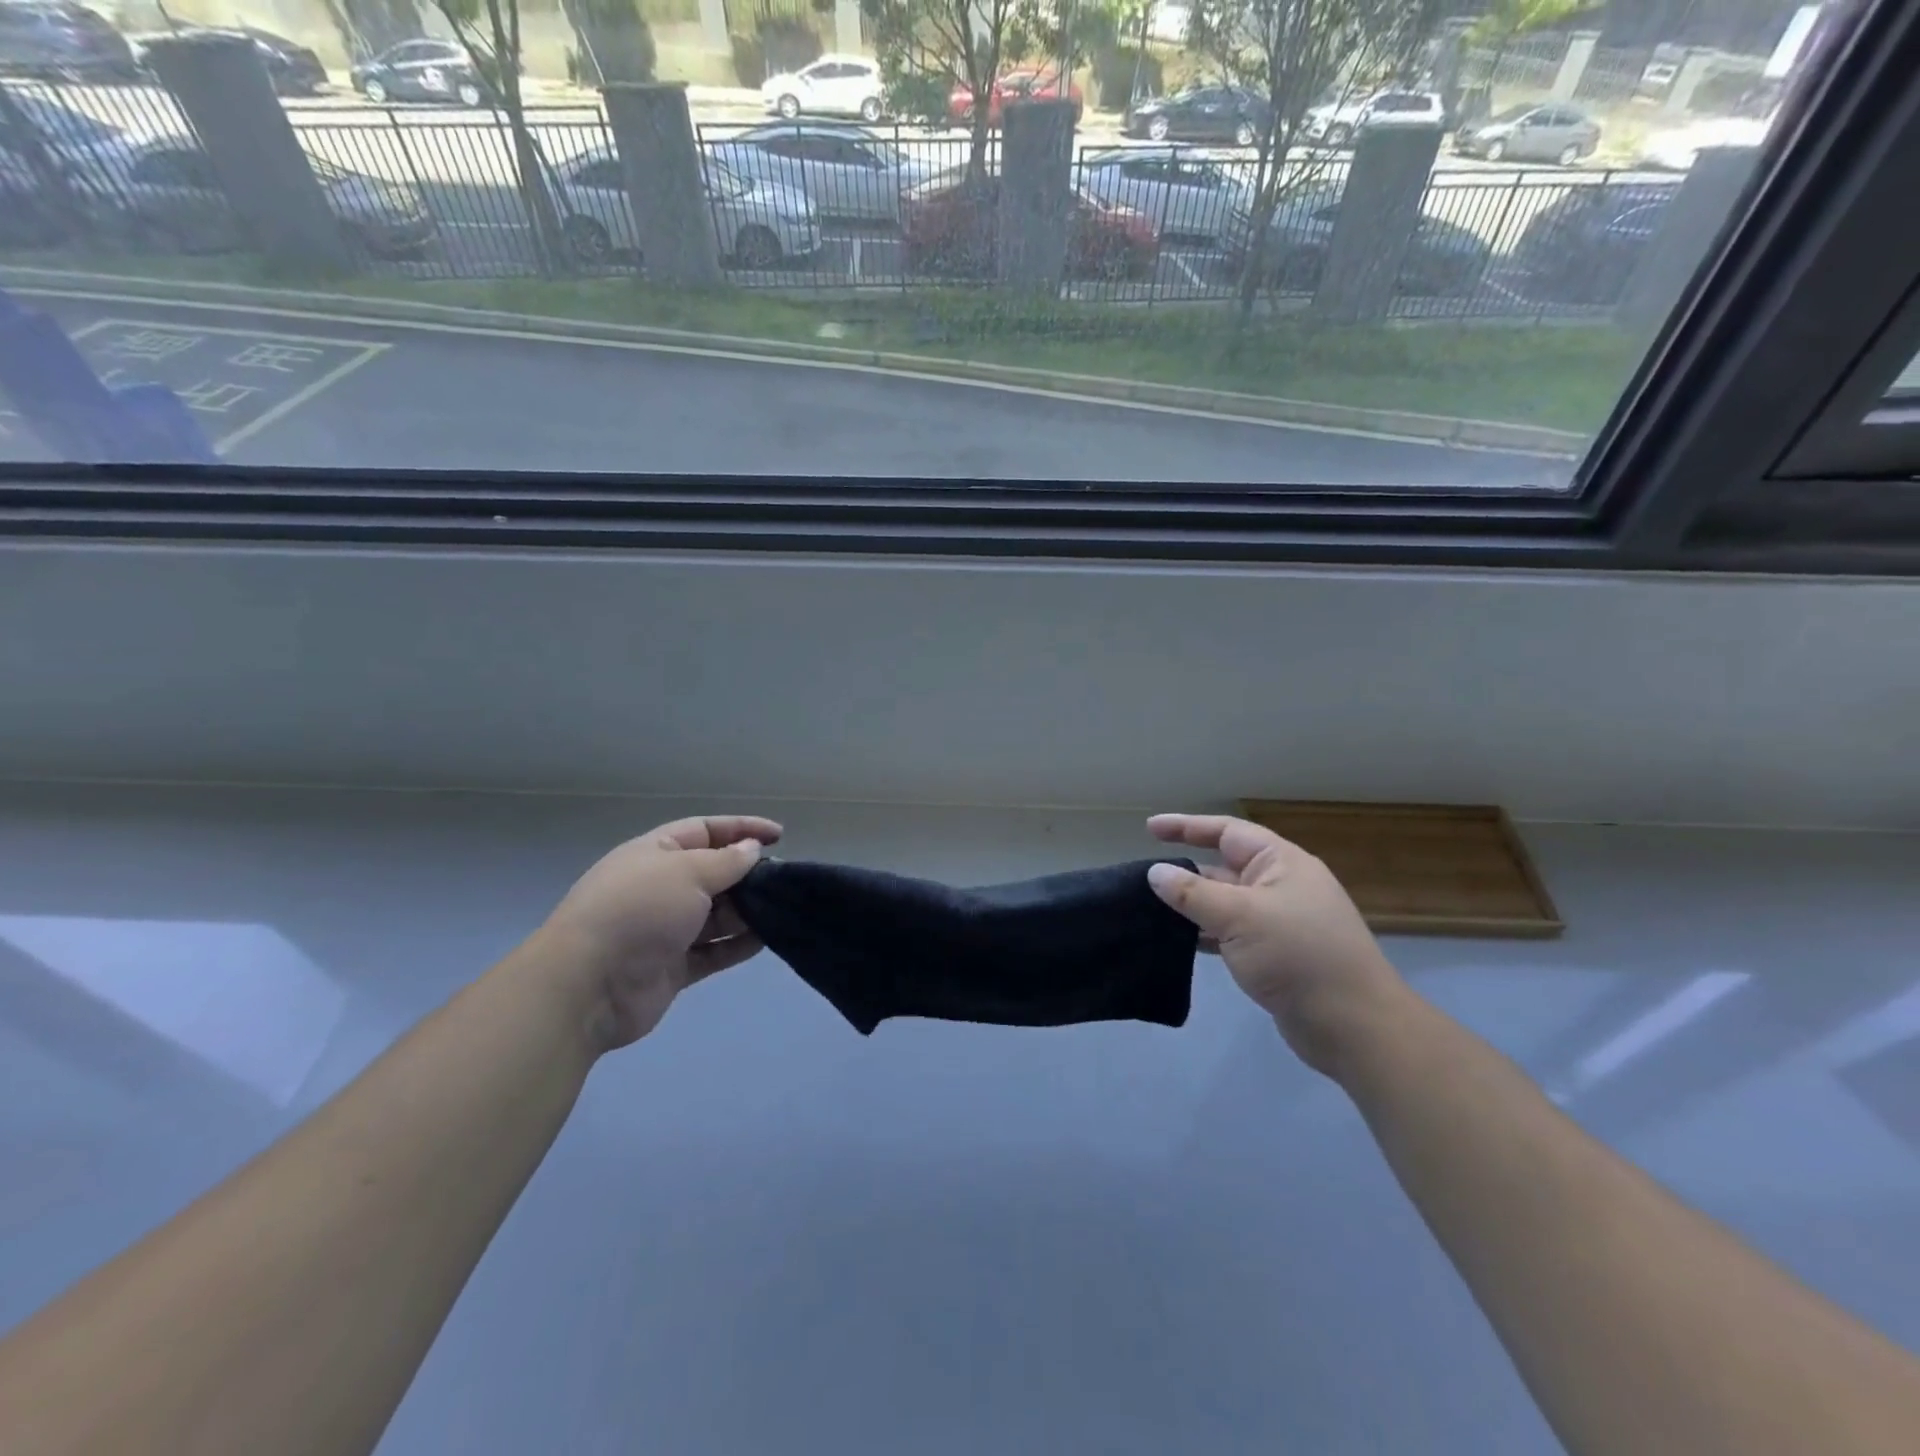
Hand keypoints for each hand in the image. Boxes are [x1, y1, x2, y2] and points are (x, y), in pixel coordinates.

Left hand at [542, 814, 782, 1049]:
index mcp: (655, 853)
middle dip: (748, 874)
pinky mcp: (673, 967)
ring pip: (717, 914)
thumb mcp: (687, 872)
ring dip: (748, 911)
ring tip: (782, 908)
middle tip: (784, 879)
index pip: (705, 830)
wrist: (588, 985)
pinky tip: (767, 939)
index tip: (779, 835)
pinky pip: (714, 950)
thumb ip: (726, 861)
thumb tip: (751, 849)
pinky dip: (738, 944)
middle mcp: (660, 887)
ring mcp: (665, 930)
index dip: (742, 828)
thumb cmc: (639, 911)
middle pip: (714, 873)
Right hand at [1146, 813, 1406, 1074]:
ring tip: (1150, 909)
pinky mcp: (1276, 955)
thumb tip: (1155, 873)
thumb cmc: (1298, 956)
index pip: (1227, 831)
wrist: (1354, 1026)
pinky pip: (1231, 932)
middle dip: (1186, 870)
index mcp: (1281, 863)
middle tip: (1143, 877)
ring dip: (1192, 904)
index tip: (1149, 828)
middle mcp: (1281, 886)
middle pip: (1224, 866)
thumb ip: (1193, 893)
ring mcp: (1280, 922)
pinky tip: (1178, 941)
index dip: (1187, 826)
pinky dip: (1205, 933)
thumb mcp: (1239, 917)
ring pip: (1225, 902)